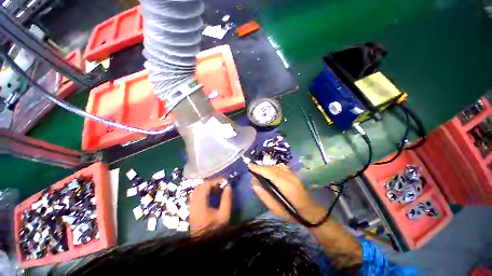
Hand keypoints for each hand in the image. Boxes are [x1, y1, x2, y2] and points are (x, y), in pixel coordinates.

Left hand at [189, 178, 231, 235]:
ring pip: (196, 190)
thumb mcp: (224, 215)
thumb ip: (226, 199)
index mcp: (200, 206)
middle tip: (221, 185)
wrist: (205, 245)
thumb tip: (228, 186)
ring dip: (206, 187)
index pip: (205, 186)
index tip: (224, 181)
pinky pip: (196, 195)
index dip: (215, 181)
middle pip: (199, 187)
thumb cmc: (216, 230)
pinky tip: (211, 194)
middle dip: (211, 183)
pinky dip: (203, 192)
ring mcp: (191, 207)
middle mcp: (193, 205)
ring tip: (217, 189)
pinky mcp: (191, 209)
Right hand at [248, 164, 325, 223]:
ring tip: (258, 170)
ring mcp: (293, 175)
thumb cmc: (291, 213)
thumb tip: (254, 184)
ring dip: (266, 167)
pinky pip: (281, 168)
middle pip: (273, 168)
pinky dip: (273, 168)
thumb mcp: (275, 209)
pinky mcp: (294, 174)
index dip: (259, 168)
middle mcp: (290, 177)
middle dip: (261, 167)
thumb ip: (264, 195)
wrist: (310, 211)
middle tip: (252, 169)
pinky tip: (269, 171)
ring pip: (276, 167)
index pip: (270, 173)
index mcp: (286, 186)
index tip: (250, 166)